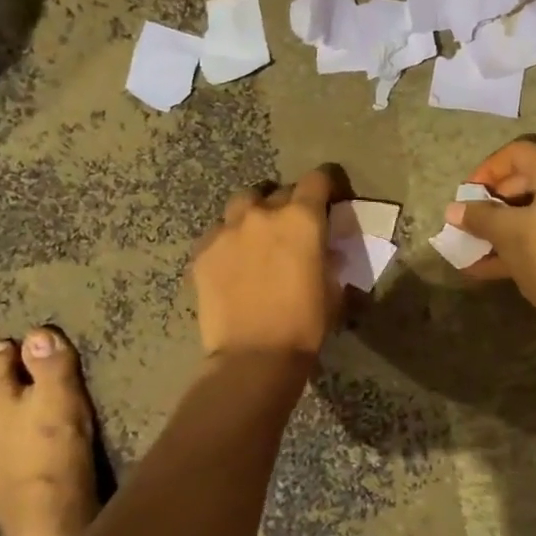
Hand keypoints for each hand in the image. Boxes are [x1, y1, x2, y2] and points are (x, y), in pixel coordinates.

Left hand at [192, 167, 342, 359]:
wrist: (253, 356)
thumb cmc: (305, 325)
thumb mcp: (333, 289)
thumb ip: (328, 258)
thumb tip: (325, 250)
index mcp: (301, 218)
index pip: (318, 179)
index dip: (327, 184)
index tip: (330, 198)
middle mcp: (263, 214)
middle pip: (279, 191)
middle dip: (289, 204)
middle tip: (292, 229)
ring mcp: (227, 229)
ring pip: (243, 204)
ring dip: (254, 214)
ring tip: (257, 236)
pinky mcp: (202, 251)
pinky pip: (217, 232)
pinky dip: (228, 239)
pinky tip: (232, 261)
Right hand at [446, 140, 535, 331]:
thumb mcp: (507, 233)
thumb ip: (479, 217)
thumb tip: (452, 210)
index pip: (516, 154)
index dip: (486, 171)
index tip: (465, 195)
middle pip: (526, 182)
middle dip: (491, 203)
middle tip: (467, 220)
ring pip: (534, 212)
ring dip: (501, 227)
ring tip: (470, 245)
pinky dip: (518, 245)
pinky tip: (483, 268)